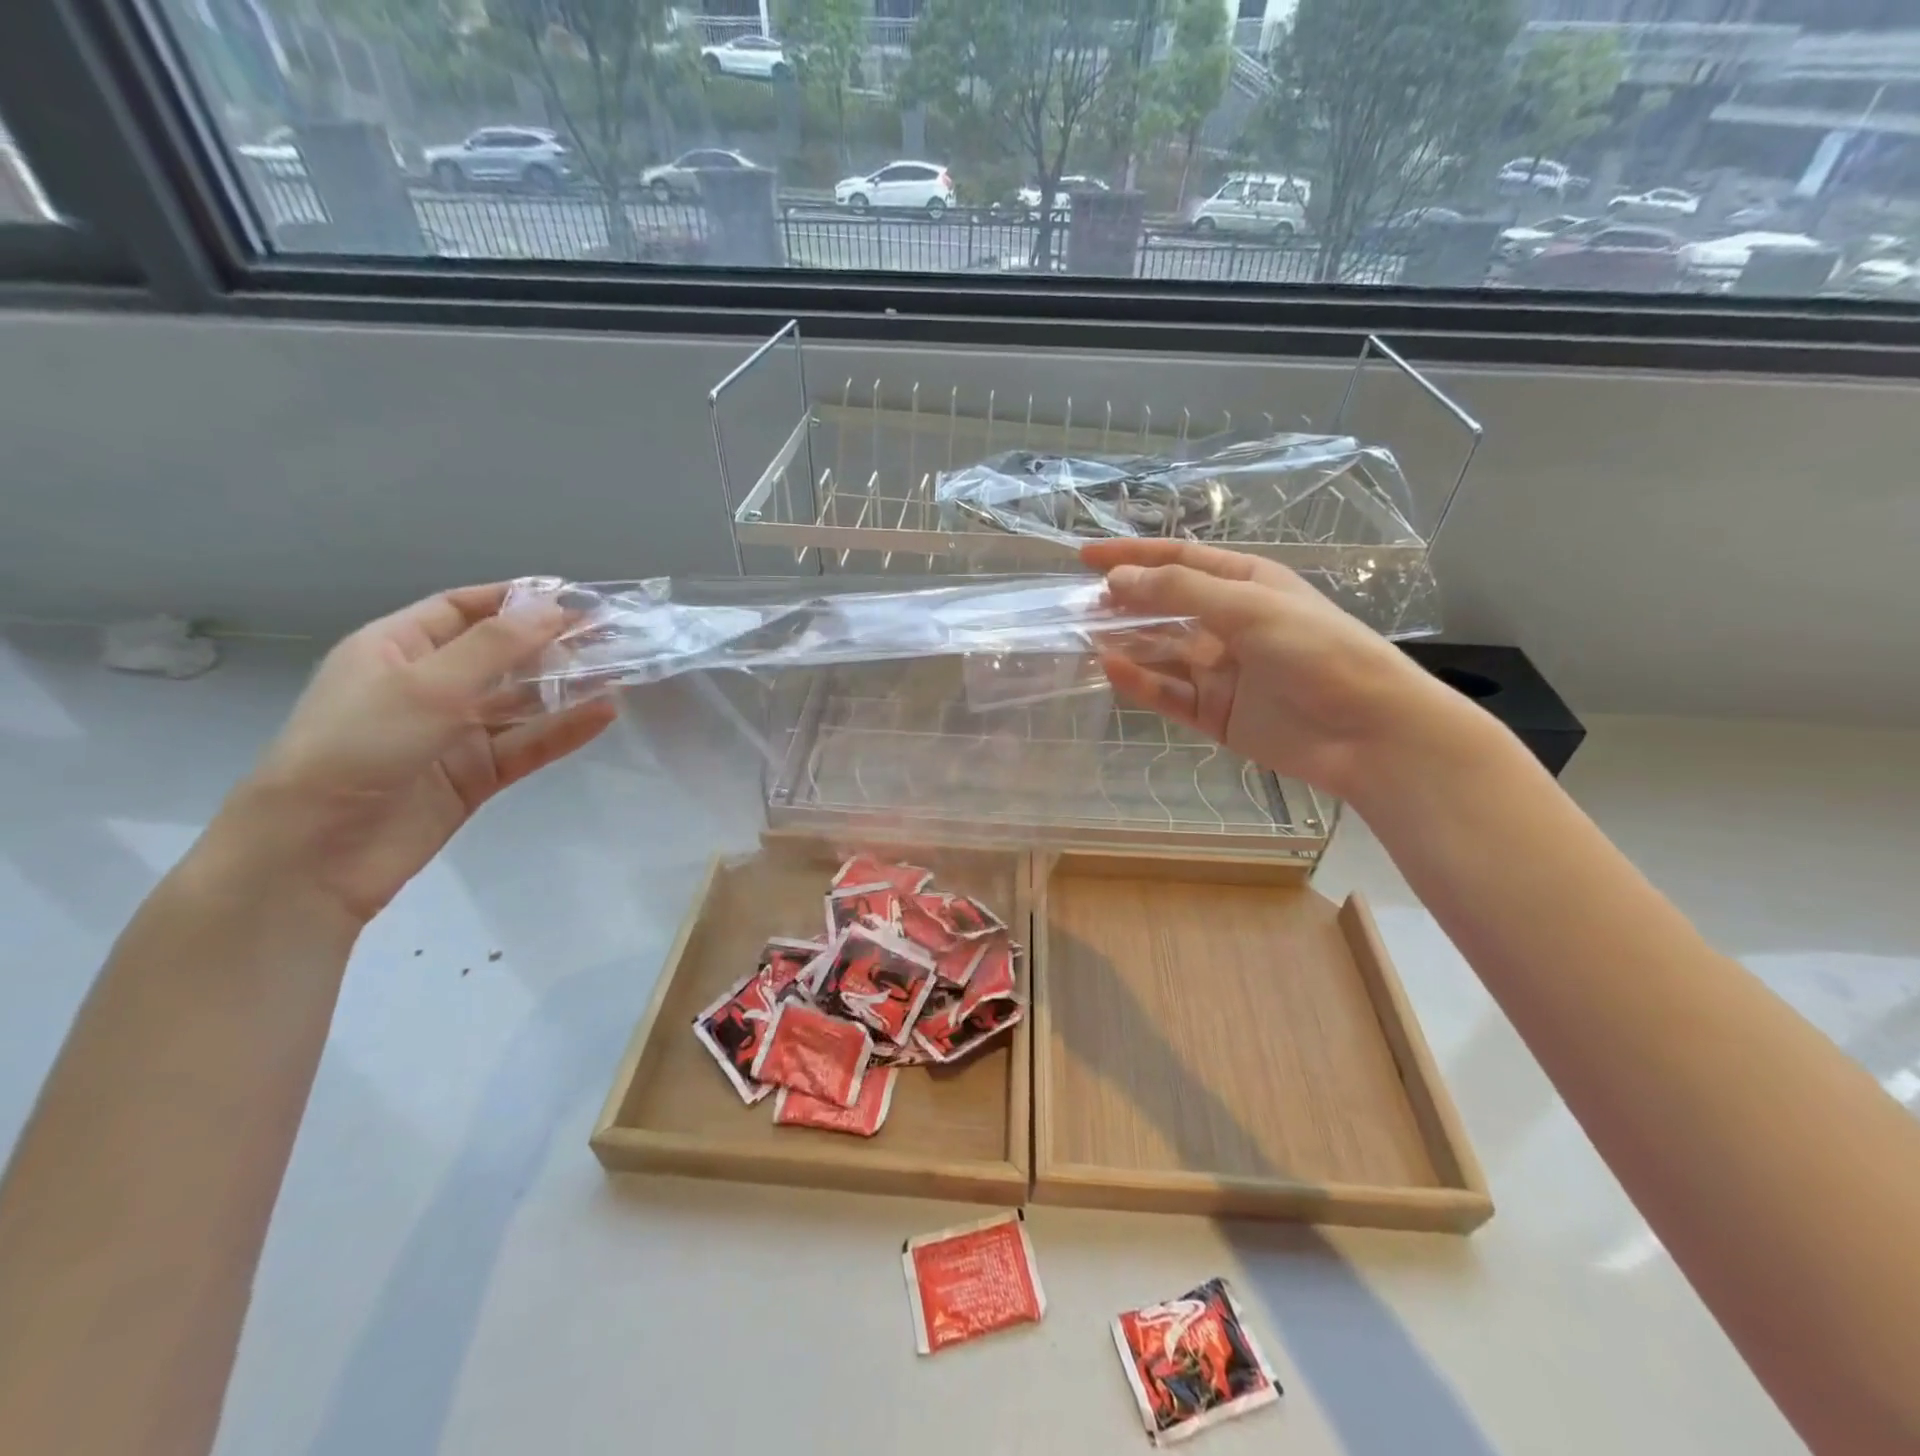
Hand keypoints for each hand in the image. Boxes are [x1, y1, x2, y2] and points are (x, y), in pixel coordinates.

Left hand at [210, 583, 615, 929]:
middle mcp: (427, 686)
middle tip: (611, 634)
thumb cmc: (357, 748)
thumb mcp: (426, 686)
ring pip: (521, 701)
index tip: (573, 597)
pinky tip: (604, 714)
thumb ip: (496, 647)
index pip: (462, 610)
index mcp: (395, 649)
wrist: (316, 854)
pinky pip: (528, 744)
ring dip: (566, 686)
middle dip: (552, 643)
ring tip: (619, 670)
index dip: (515, 599)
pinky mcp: (476, 775)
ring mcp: (453, 733)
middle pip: (501, 655)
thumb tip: (555, 609)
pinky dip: (565, 730)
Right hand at [1083, 538, 1463, 800]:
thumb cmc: (1317, 651)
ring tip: (1082, 637)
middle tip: (1076, 604)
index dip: (1132, 555)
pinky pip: (1168, 693)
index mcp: (1245, 585)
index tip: (1085, 557)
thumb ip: (1179, 592)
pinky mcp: (1216, 713)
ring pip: (1160, 652)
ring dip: (1125, 643)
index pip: (1178, 560)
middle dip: (1122, 602)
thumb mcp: (1247, 607)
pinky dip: (1140, 682)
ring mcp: (1221, 671)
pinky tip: (1111, 669)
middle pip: (1163, 607)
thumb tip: (1117, 579)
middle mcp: (1229, 623)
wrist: (1367, 732)